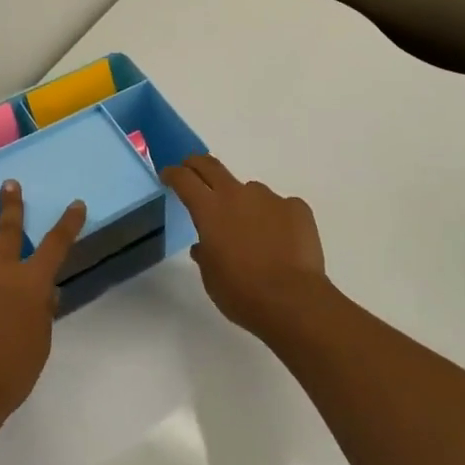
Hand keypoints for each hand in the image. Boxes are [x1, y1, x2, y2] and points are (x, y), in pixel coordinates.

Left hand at [0, 179, 85, 435]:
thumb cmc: (10, 373)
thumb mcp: (39, 344)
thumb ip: (42, 314)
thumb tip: (44, 294)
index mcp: (32, 283)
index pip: (56, 245)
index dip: (68, 223)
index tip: (76, 205)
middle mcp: (2, 270)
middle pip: (9, 229)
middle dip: (12, 205)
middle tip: (9, 184)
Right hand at [162, 155, 332, 340]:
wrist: (293, 300)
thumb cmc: (241, 293)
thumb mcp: (211, 277)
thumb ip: (205, 253)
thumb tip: (204, 246)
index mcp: (210, 210)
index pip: (184, 179)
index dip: (173, 174)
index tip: (168, 174)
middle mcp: (238, 195)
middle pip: (212, 167)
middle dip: (198, 164)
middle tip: (192, 167)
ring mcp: (270, 198)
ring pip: (250, 191)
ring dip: (244, 204)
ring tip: (253, 233)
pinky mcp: (297, 207)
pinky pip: (280, 207)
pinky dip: (275, 220)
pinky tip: (281, 243)